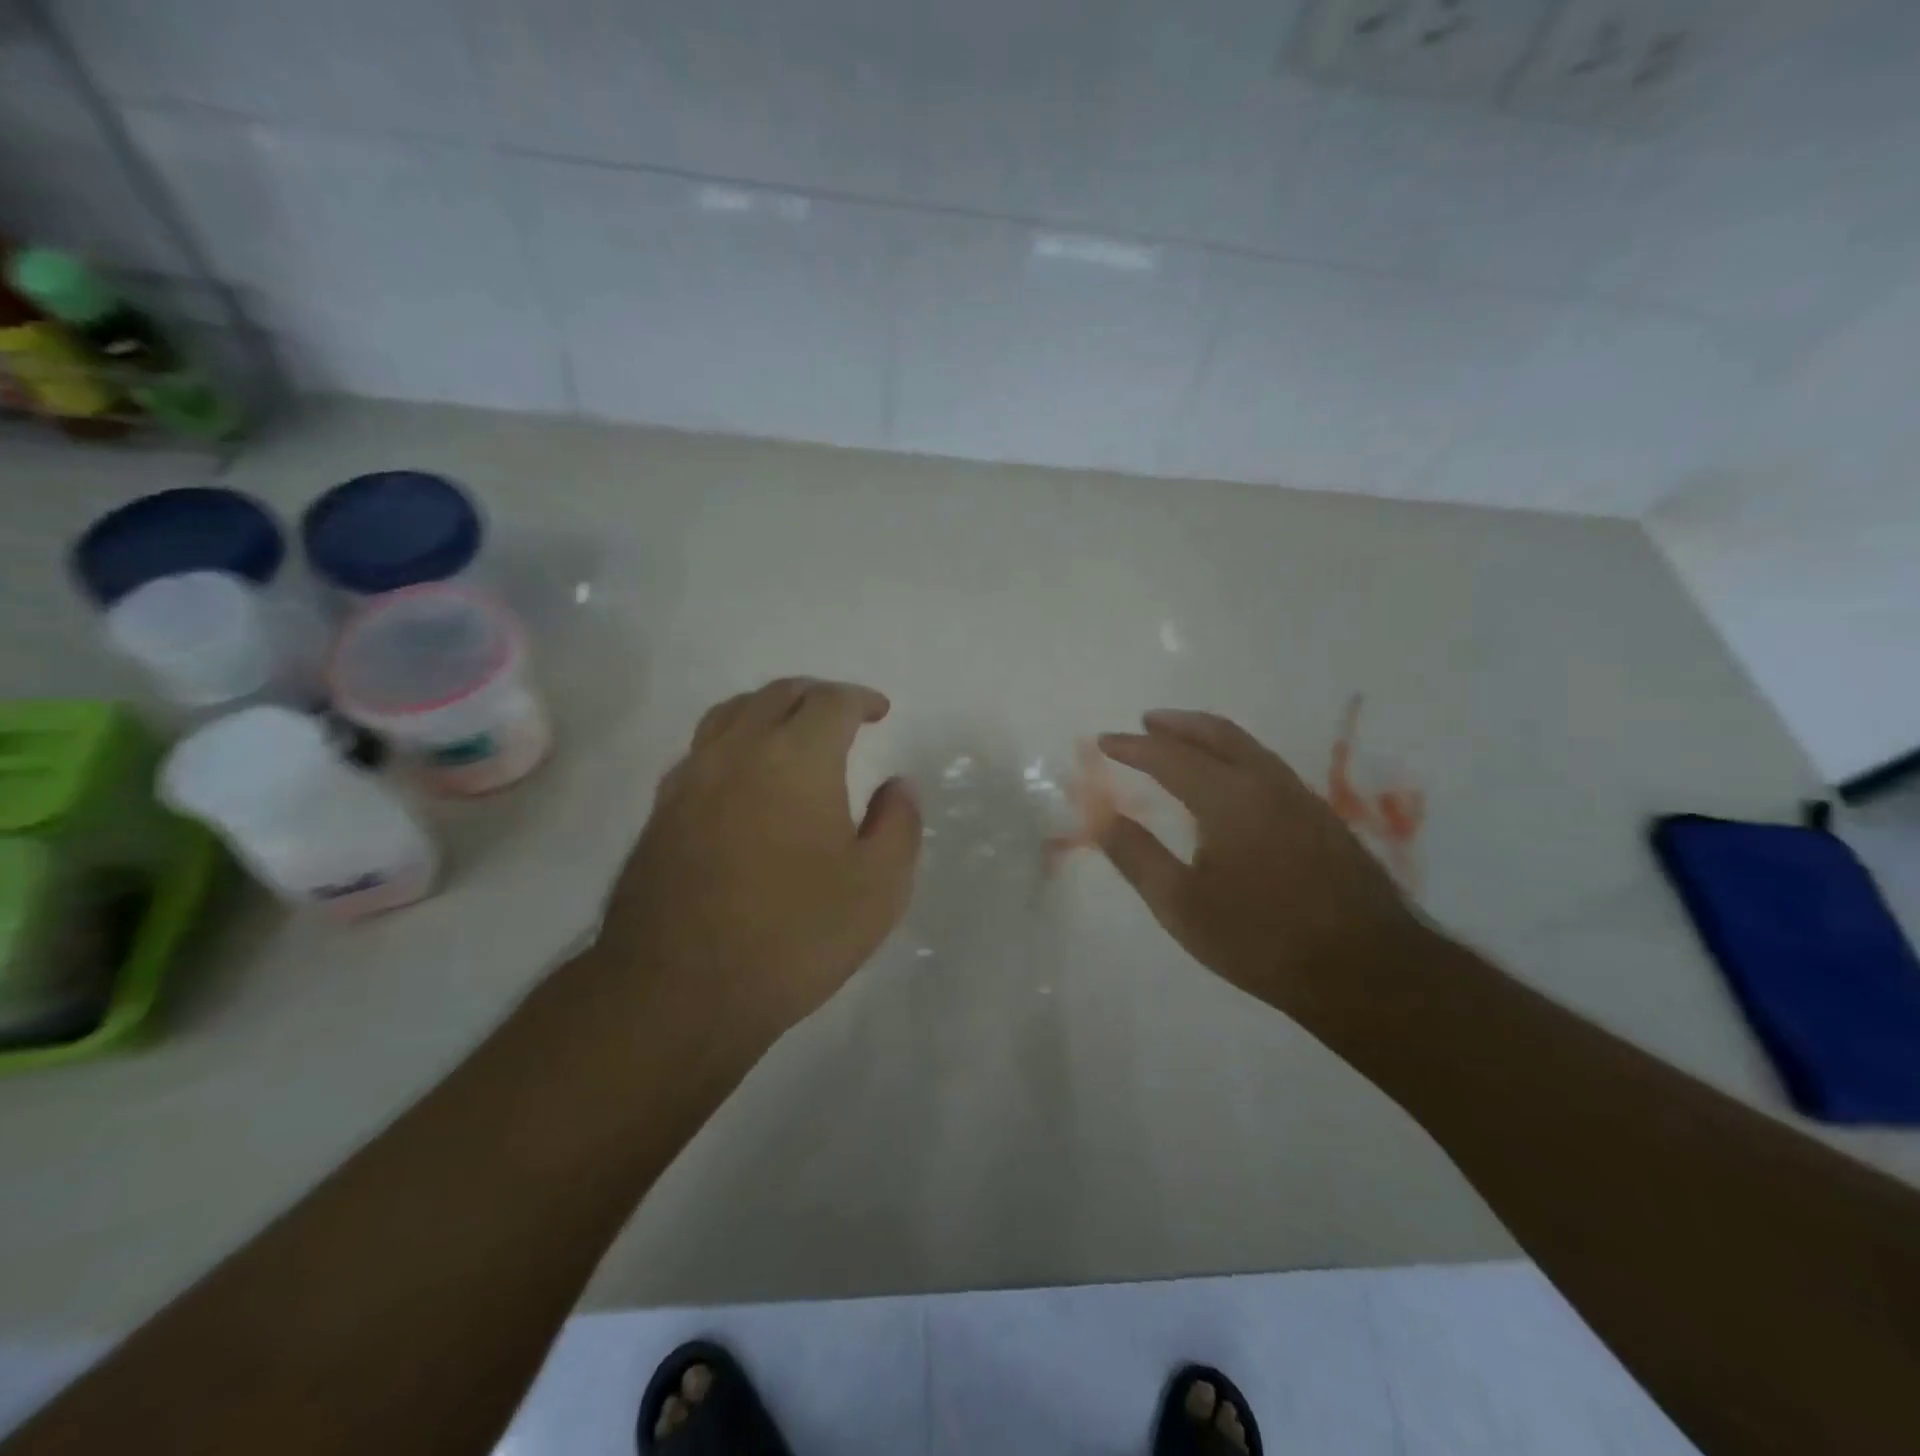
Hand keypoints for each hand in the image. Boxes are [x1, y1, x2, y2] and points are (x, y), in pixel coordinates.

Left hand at [600, 678, 921, 1055]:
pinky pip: (702, 749)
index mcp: (796, 758)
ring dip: (769, 708)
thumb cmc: (793, 936)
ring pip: (731, 713)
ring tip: (791, 729)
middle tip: (842, 714)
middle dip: (816, 695)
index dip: (860, 699)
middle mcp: (738, 751)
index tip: (880, 711)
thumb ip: (899, 824)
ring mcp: (691, 779)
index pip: (831, 701)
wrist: (679, 991)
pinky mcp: (661, 812)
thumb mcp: (879, 887)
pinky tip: (744, 775)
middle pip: (777, 695)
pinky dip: (734, 740)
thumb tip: (897, 786)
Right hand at [1098, 710, 1422, 1013]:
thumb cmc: (1260, 939)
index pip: (1170, 757)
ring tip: (1182, 741)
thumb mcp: (1181, 905)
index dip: (1133, 747)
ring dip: (1209, 736)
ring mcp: (1301, 798)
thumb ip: (1137, 856)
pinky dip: (1235, 756)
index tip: (1104, 741)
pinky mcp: (1322, 818)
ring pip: (1248, 747)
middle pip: (1217, 734)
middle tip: (1147, 721)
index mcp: (1228, 798)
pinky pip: (1267, 766)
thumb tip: (1102, 819)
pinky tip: (1229, 781)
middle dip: (1177, 724)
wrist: (1366, 970)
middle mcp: (1266, 783)